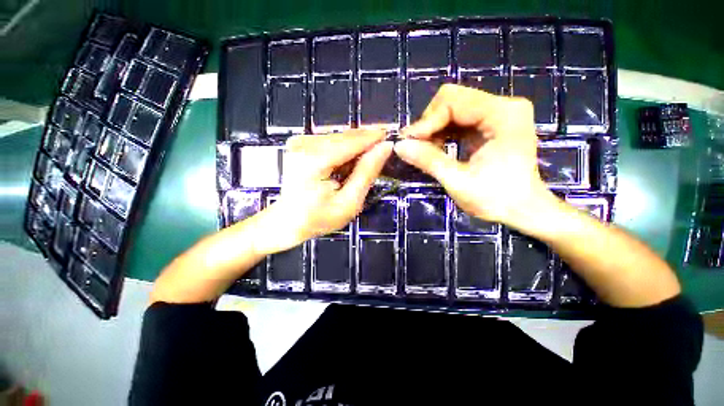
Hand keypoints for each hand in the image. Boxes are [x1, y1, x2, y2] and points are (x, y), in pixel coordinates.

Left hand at [258, 130, 391, 253]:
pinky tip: (349, 164)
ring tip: (367, 161)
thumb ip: (366, 173)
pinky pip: (330, 142)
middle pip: (345, 136)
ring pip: (339, 137)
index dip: (374, 137)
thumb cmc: (318, 219)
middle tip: (383, 151)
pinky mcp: (300, 145)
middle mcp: (304, 144)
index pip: (351, 141)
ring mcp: (300, 142)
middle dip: (366, 142)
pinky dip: (344, 150)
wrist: (286, 223)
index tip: (392, 136)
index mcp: (314, 160)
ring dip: (356, 147)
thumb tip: (385, 147)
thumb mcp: (349, 203)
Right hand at [394, 84, 553, 229]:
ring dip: (434, 128)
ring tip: (424, 149)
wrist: (523, 210)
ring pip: (452, 108)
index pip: (453, 101)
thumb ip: (429, 161)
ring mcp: (498, 113)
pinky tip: (436, 147)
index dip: (426, 121)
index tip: (408, 142)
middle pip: (452, 99)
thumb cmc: (497, 200)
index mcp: (503, 115)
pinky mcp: (492, 123)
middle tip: (416, 146)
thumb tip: (399, 146)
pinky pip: (458, 119)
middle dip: (429, 122)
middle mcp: (503, 106)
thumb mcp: (458, 182)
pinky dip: (442, 132)